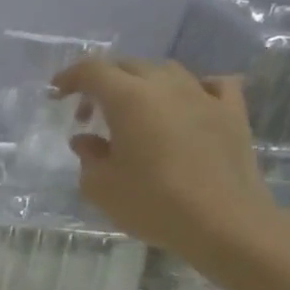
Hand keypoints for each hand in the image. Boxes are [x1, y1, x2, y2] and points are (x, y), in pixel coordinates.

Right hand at [51, 56, 280, 264]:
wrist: (224, 223)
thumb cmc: (152, 203)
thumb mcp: (100, 186)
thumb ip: (88, 156)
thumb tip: (86, 140)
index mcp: (129, 99)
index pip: (92, 71)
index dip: (69, 77)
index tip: (56, 94)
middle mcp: (167, 87)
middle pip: (128, 66)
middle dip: (102, 82)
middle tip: (87, 112)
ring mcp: (204, 96)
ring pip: (167, 71)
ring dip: (142, 83)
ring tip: (132, 110)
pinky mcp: (233, 113)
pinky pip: (213, 84)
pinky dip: (192, 87)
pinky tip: (186, 104)